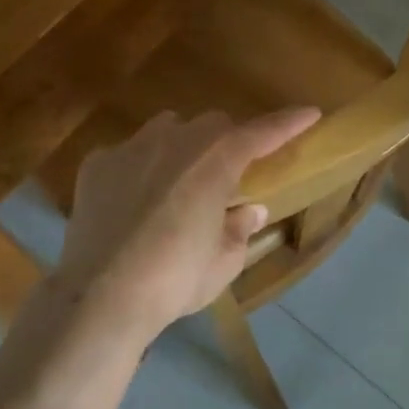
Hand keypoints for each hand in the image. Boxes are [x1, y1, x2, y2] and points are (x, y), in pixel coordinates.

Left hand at [52, 107, 320, 341]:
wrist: (101, 295)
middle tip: (226, 176)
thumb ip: (240, 228)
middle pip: (212, 125)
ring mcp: (132, 146)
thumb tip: (248, 209)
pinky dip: (137, 169)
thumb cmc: (176, 279)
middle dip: (226, 142)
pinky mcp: (97, 163)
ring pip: (167, 129)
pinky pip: (127, 154)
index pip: (262, 132)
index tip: (310, 113)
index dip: (288, 122)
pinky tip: (131, 203)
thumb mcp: (223, 262)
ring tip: (176, 183)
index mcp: (217, 161)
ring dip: (181, 147)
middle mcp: (176, 140)